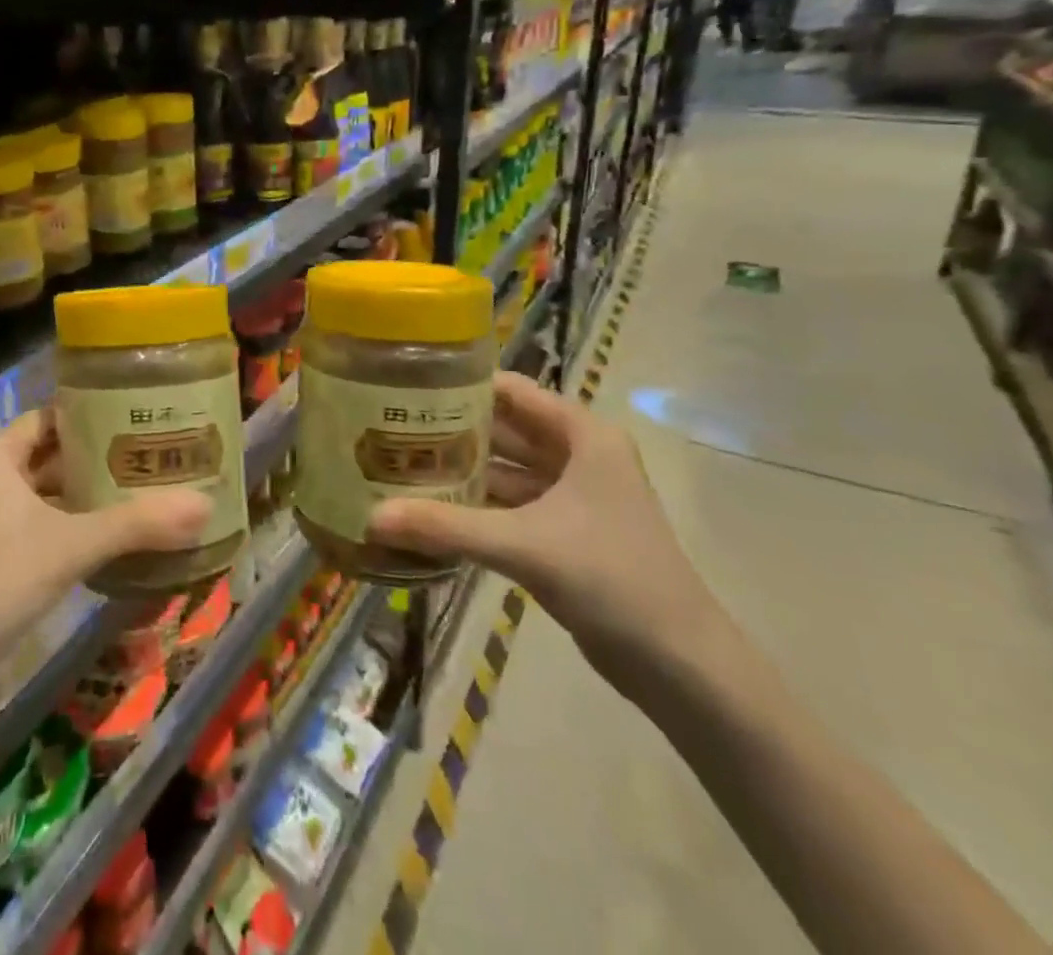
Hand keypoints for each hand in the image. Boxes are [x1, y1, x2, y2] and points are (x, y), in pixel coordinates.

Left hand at [0, 409, 211, 656]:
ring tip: (148, 493)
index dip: (97, 415)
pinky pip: (45, 526)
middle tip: (158, 456)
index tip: (144, 418)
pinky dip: (77, 528)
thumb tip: (204, 504)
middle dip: (104, 458)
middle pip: (56, 455)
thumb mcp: (71, 545)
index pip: (54, 417)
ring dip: (93, 496)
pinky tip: (118, 539)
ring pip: (52, 494)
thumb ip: (137, 524)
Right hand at [368, 372, 723, 689]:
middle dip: (452, 430)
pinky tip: (432, 509)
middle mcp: (578, 456)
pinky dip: (477, 506)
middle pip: (505, 430)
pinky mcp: (565, 534)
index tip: (407, 387)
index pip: (512, 391)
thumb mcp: (524, 544)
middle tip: (389, 428)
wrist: (681, 667)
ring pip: (506, 470)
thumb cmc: (612, 579)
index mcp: (583, 436)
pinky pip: (511, 505)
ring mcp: (573, 497)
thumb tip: (371, 518)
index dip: (462, 385)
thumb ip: (446, 526)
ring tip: (400, 465)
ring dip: (462, 470)